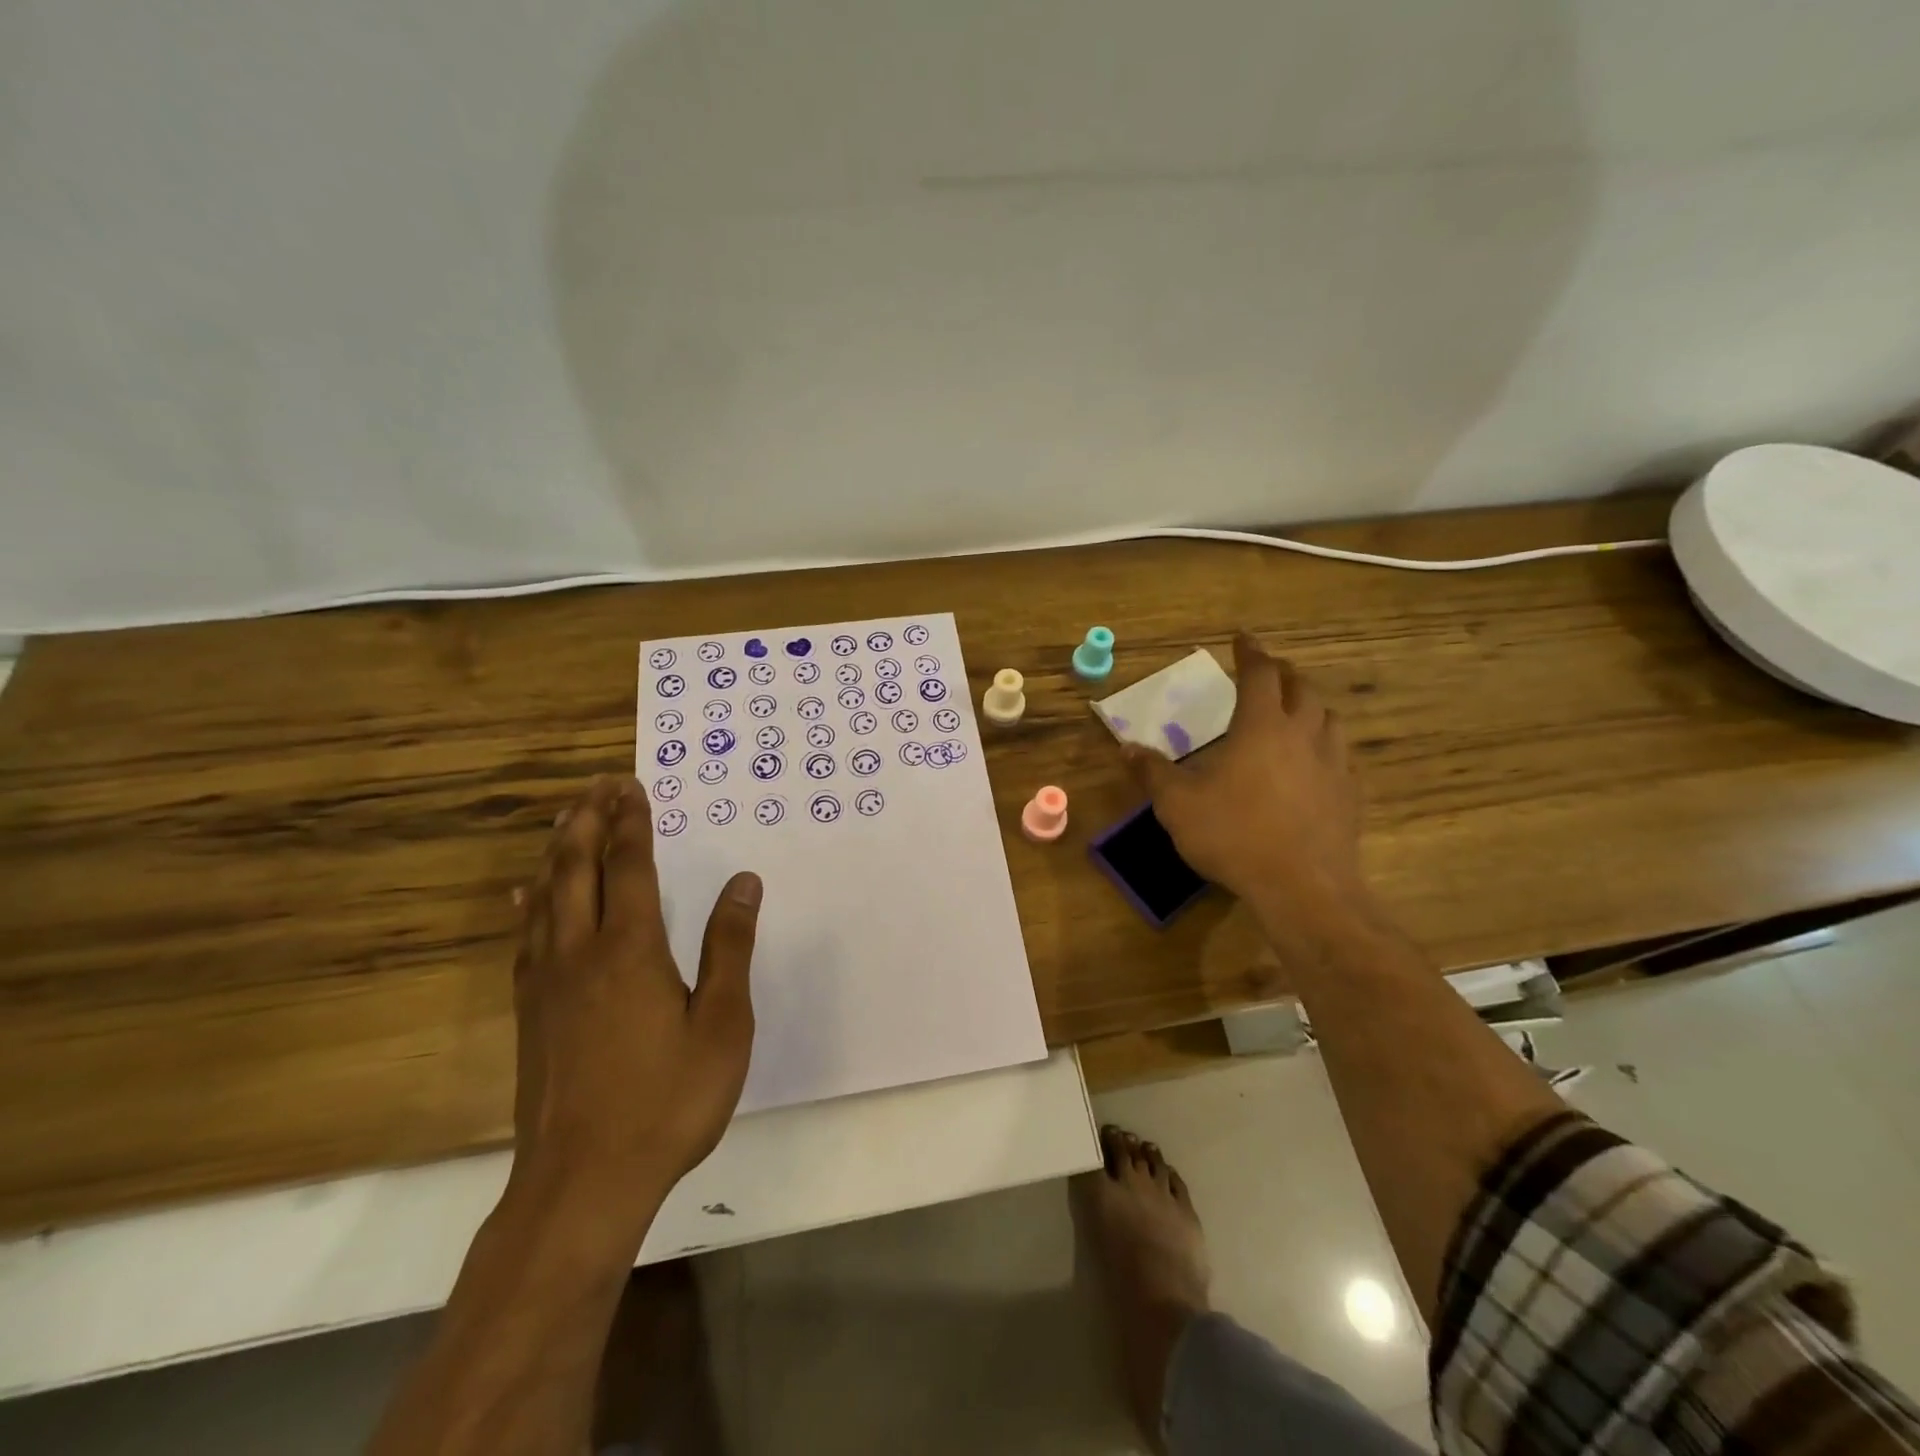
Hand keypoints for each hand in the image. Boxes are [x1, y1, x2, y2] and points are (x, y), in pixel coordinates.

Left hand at [508, 776, 761, 1240]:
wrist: (583, 1183)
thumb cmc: (668, 1099)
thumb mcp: (723, 1024)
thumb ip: (729, 948)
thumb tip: (743, 883)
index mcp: (630, 950)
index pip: (629, 867)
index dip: (631, 823)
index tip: (631, 787)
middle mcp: (580, 953)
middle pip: (576, 870)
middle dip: (587, 822)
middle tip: (597, 786)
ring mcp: (546, 984)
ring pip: (545, 898)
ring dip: (556, 852)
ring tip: (564, 821)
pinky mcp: (529, 1013)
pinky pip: (526, 937)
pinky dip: (530, 902)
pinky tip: (527, 897)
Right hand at [1124, 634, 1365, 931]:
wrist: (1302, 886)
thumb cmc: (1234, 835)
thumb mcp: (1178, 804)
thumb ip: (1153, 772)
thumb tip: (1127, 748)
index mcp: (1261, 726)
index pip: (1259, 674)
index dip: (1250, 652)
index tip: (1242, 638)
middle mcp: (1303, 734)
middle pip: (1301, 688)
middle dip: (1282, 673)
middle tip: (1268, 671)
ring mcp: (1332, 763)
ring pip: (1328, 717)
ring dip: (1309, 705)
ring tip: (1294, 710)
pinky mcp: (1349, 793)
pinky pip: (1340, 753)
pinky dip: (1324, 743)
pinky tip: (1314, 761)